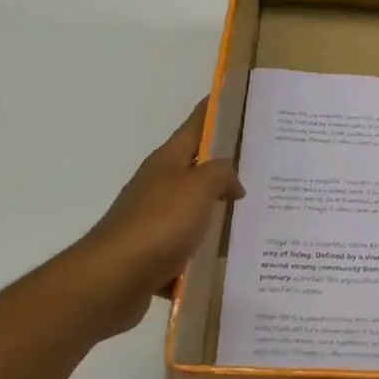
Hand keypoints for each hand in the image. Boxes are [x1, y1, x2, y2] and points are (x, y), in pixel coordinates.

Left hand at [63, 99, 243, 338]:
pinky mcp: (154, 256)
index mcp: (167, 162)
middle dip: (227, 168)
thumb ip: (221, 174)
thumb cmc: (158, 224)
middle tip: (265, 167)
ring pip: (195, 212)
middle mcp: (158, 186)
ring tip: (257, 217)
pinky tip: (229, 261)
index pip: (195, 125)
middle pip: (197, 169)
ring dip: (219, 214)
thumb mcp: (198, 188)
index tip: (236, 98)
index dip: (214, 110)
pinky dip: (205, 255)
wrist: (112, 280)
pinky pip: (188, 250)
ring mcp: (154, 222)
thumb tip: (233, 182)